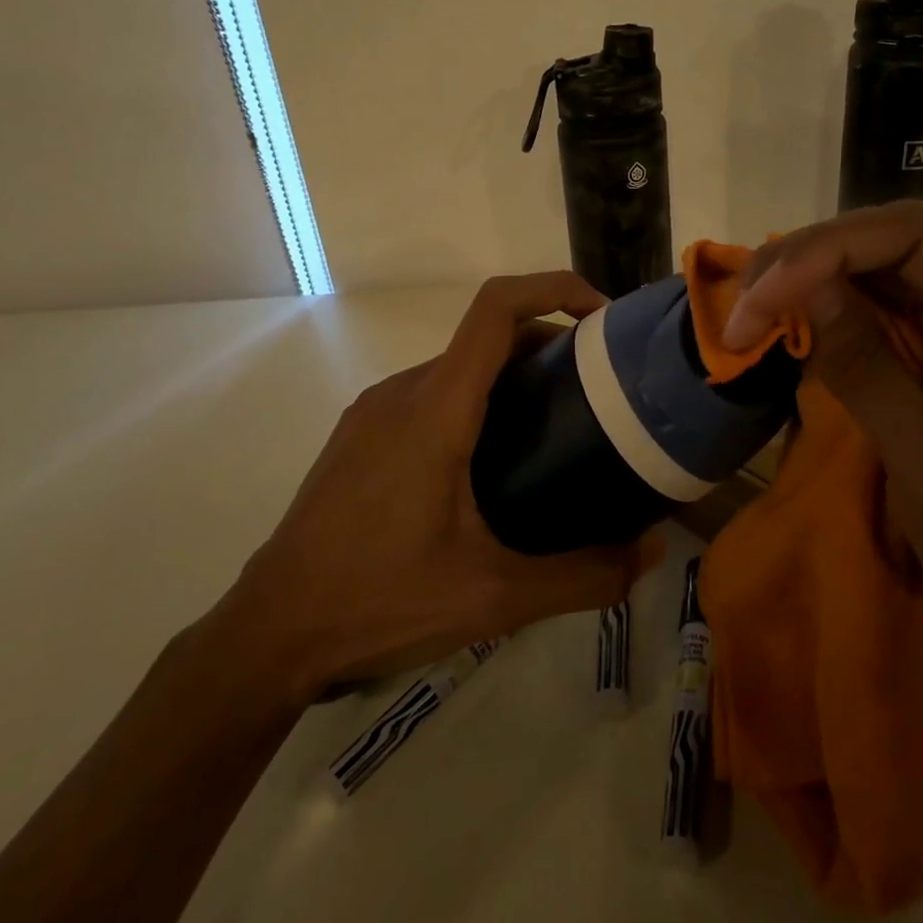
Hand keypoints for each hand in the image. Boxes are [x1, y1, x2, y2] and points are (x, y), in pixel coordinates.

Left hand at [215, 273, 664, 701]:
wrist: (269, 634)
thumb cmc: (379, 601)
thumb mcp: (494, 597)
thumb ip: (583, 575)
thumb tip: (652, 552)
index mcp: (436, 408)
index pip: (497, 308)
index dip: (555, 288)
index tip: (602, 317)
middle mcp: (403, 391)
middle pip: (487, 335)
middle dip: (549, 344)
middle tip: (598, 389)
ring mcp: (374, 410)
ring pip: (458, 366)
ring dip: (511, 375)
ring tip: (555, 426)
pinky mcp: (359, 435)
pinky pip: (430, 393)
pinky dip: (475, 400)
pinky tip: (492, 462)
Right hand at [722, 203, 922, 664]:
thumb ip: (869, 371)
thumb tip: (803, 286)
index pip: (915, 238)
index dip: (829, 249)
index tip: (763, 297)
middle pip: (890, 245)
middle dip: (808, 260)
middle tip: (744, 307)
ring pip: (876, 274)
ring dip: (807, 284)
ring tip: (750, 316)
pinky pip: (876, 315)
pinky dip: (823, 316)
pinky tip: (788, 330)